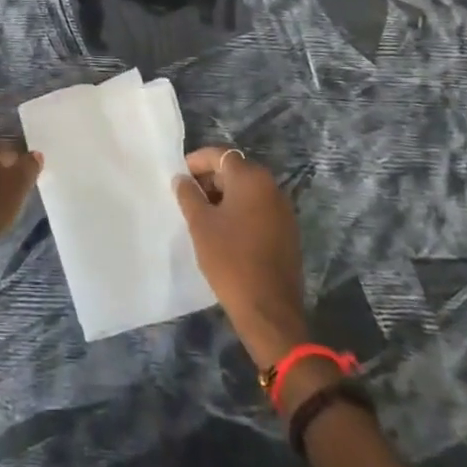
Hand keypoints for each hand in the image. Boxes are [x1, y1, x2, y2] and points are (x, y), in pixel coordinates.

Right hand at [175, 147, 308, 369]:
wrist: (269, 311)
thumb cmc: (230, 260)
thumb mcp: (200, 225)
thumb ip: (188, 195)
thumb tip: (182, 179)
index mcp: (251, 179)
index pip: (220, 155)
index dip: (197, 161)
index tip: (179, 176)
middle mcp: (271, 187)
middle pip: (235, 170)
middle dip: (210, 179)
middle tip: (188, 196)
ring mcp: (283, 210)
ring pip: (248, 191)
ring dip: (224, 196)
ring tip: (202, 215)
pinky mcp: (287, 231)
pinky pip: (259, 209)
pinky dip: (240, 211)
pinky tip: (224, 231)